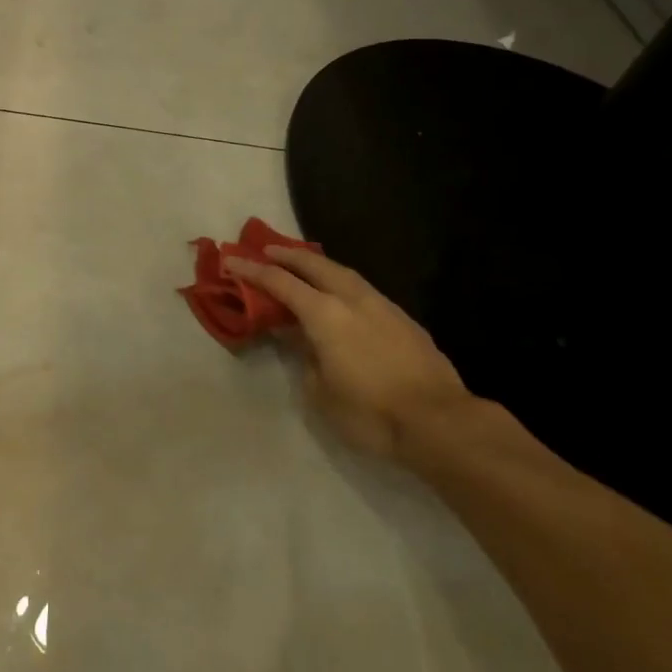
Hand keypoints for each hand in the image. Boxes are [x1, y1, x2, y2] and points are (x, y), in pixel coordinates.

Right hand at [223, 245, 473, 462]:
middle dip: (288, 254)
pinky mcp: (403, 319)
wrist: (440, 422)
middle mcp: (352, 299)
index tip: (231, 259)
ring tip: (304, 265)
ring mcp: (382, 306)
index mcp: (325, 314)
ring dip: (318, 264)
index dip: (252, 270)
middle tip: (266, 249)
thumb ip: (304, 358)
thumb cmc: (370, 412)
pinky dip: (342, 283)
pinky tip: (342, 295)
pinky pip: (363, 289)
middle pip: (314, 264)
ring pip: (344, 272)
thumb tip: (301, 339)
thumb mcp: (320, 393)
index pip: (280, 283)